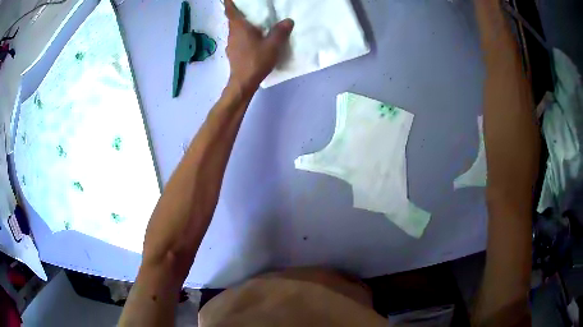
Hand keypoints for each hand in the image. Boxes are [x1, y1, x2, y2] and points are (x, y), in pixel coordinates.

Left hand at [224, 0, 293, 94]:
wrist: (243, 82)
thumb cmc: (256, 60)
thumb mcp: (273, 45)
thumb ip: (281, 31)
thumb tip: (288, 21)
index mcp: (239, 27)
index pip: (230, 10)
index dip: (229, 2)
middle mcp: (232, 34)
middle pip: (232, 19)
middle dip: (238, 12)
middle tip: (249, 9)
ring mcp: (230, 44)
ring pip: (235, 30)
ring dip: (241, 25)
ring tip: (253, 23)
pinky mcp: (232, 53)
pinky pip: (237, 39)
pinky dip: (242, 35)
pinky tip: (252, 40)